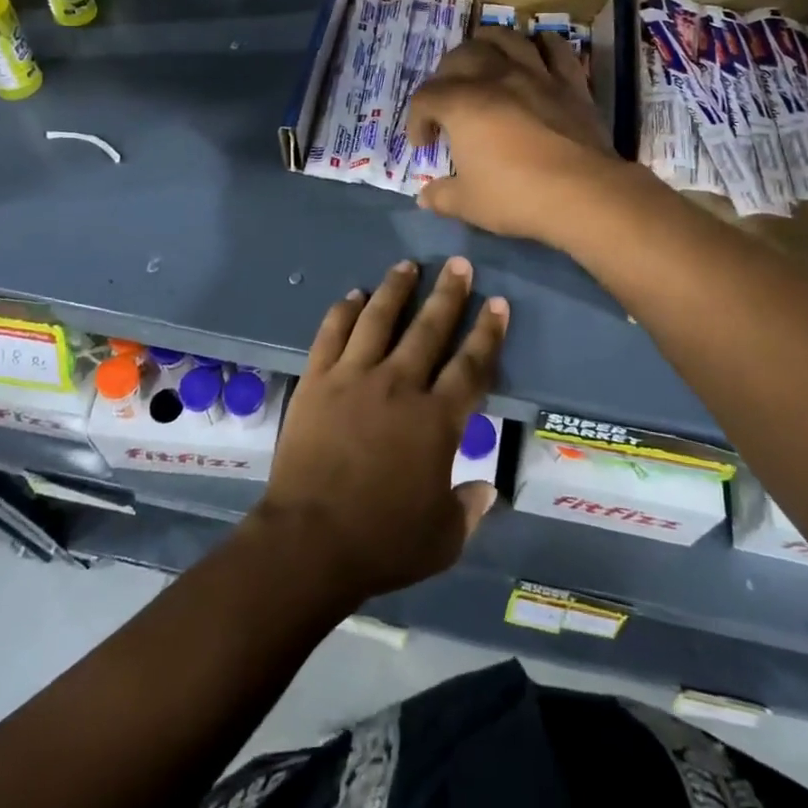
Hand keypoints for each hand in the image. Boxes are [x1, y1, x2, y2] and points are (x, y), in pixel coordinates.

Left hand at [251, 257, 505, 604]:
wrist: (309, 542)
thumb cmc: (382, 542)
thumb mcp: (443, 538)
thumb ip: (469, 508)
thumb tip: (487, 488)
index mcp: (436, 420)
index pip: (471, 365)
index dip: (488, 333)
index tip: (497, 303)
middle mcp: (399, 385)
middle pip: (429, 328)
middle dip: (448, 294)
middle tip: (460, 264)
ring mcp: (354, 377)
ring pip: (379, 318)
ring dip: (396, 289)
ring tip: (407, 265)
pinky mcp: (318, 380)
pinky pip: (332, 334)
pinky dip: (343, 311)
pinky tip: (353, 295)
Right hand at [406, 28, 619, 242]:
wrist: (582, 192)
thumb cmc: (516, 196)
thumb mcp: (468, 204)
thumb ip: (442, 196)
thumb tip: (425, 197)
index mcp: (462, 104)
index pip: (426, 97)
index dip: (417, 120)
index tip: (424, 145)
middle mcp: (495, 78)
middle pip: (460, 56)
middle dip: (445, 75)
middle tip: (447, 101)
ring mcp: (536, 74)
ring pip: (506, 38)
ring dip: (487, 43)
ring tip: (483, 60)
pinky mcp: (570, 82)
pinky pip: (556, 49)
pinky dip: (543, 43)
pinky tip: (537, 49)